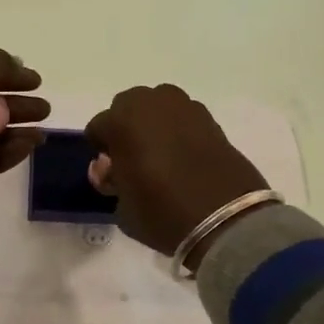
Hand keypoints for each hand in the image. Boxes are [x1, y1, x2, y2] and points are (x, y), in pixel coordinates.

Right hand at [85, 85, 267, 266]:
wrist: (225, 219)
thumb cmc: (162, 213)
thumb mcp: (122, 206)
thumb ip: (111, 180)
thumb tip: (111, 168)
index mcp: (121, 120)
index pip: (98, 128)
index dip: (101, 151)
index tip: (111, 173)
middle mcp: (151, 103)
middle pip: (127, 108)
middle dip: (126, 129)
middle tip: (133, 161)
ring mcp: (185, 107)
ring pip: (157, 108)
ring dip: (153, 126)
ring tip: (160, 157)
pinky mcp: (210, 118)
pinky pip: (183, 119)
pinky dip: (179, 132)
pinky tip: (184, 158)